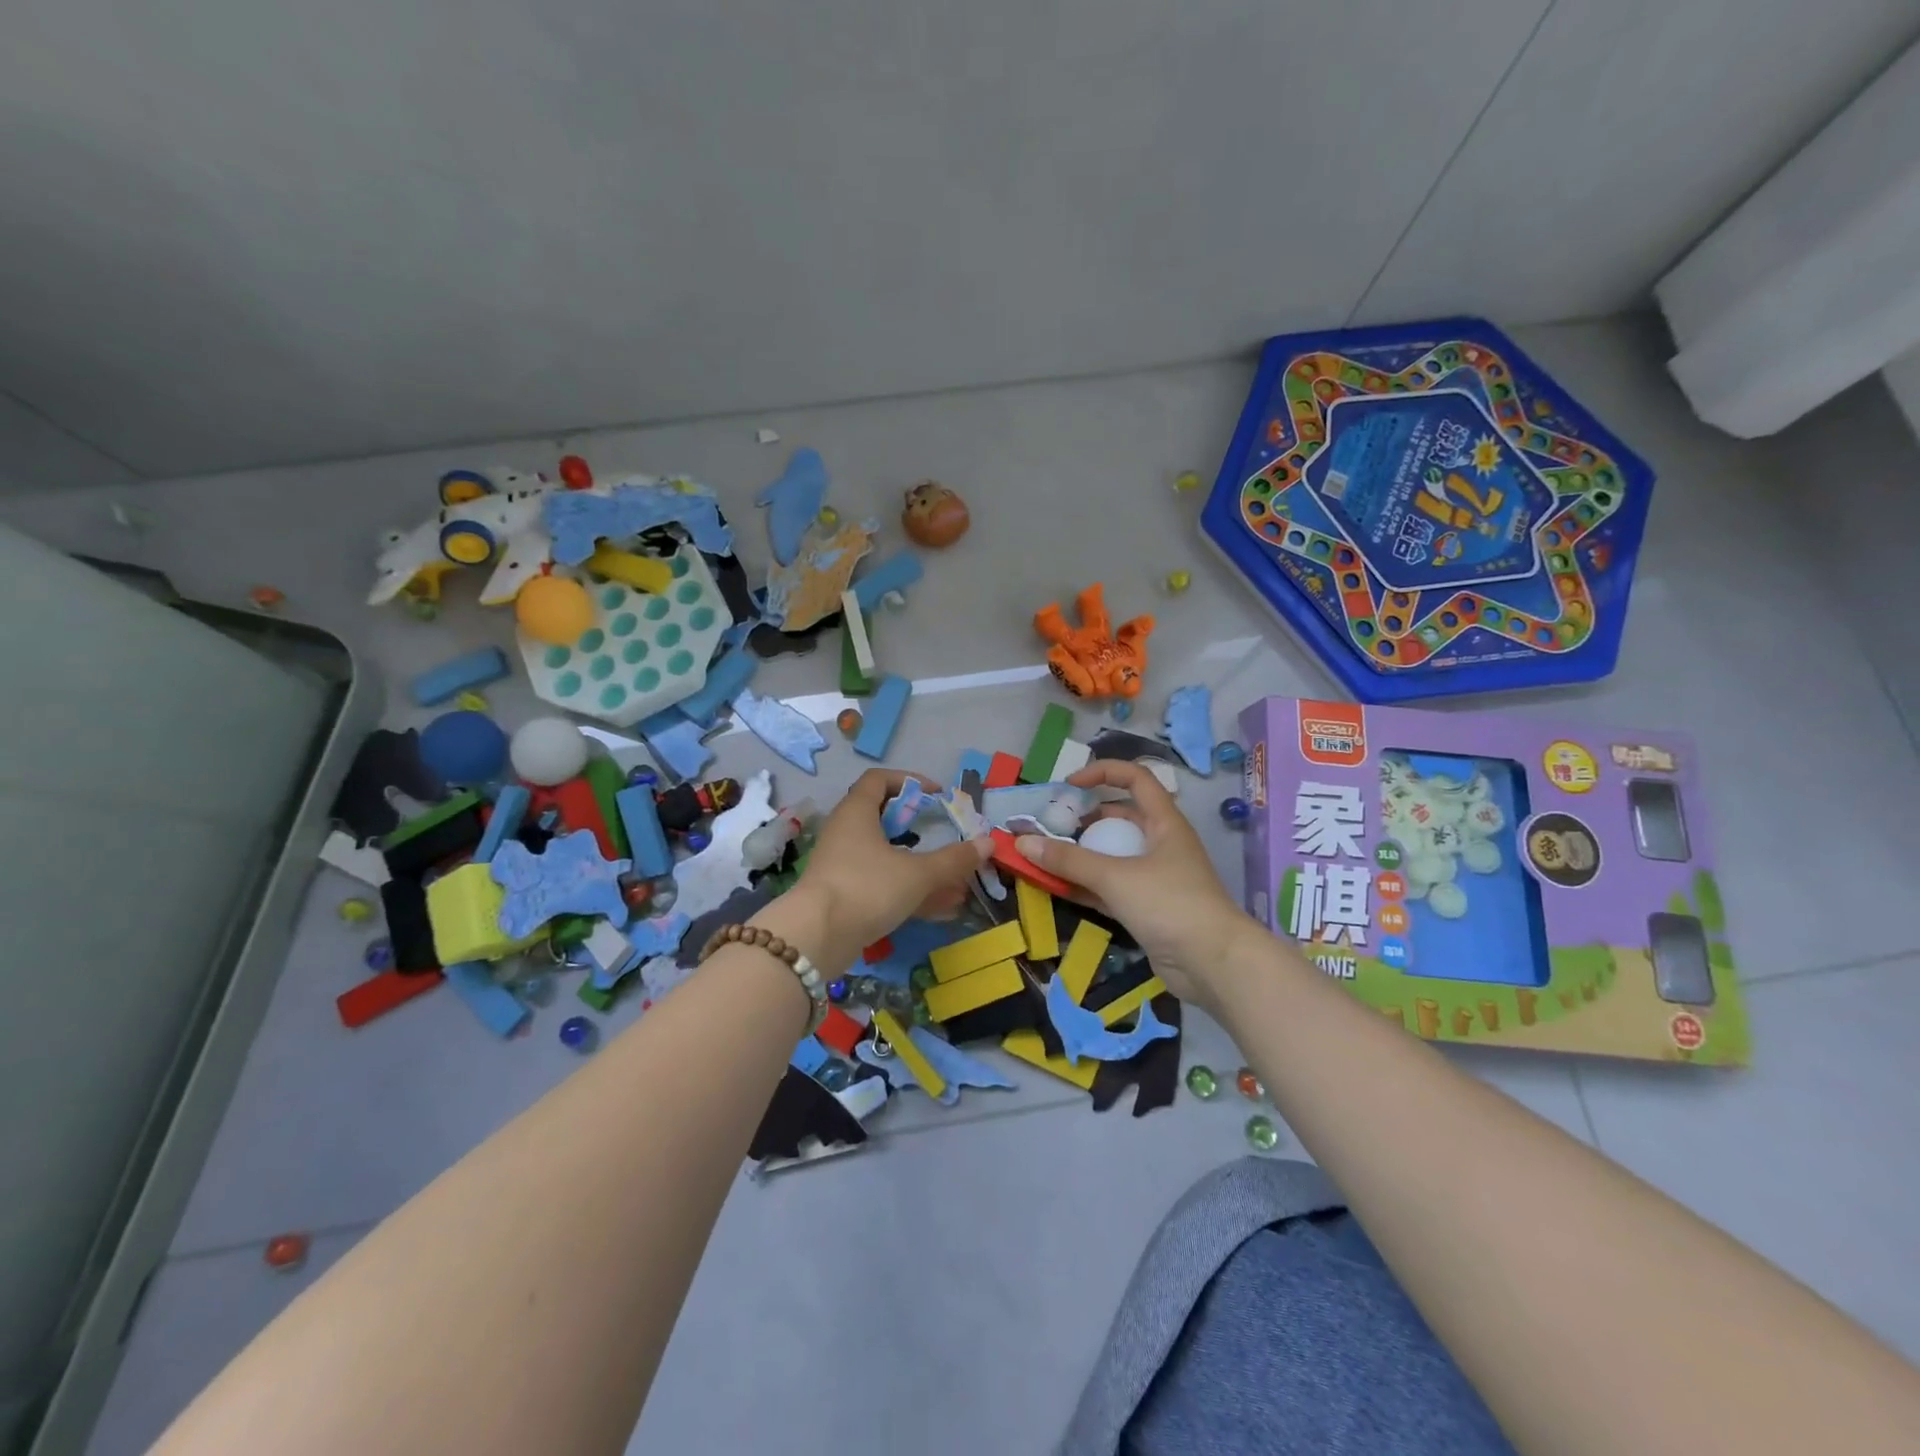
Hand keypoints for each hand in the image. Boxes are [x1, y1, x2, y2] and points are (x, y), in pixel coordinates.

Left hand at [780, 769, 991, 972]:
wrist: (815, 939)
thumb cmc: (867, 888)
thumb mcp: (918, 874)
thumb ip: (954, 860)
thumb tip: (988, 843)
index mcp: (857, 812)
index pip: (879, 780)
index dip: (909, 781)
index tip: (936, 796)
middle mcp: (846, 833)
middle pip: (884, 818)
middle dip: (919, 828)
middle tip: (943, 835)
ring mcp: (842, 866)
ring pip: (887, 857)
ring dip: (921, 867)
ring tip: (957, 882)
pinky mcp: (843, 896)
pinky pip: (882, 885)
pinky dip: (910, 891)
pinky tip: (942, 908)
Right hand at [1015, 760, 1260, 1009]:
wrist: (1213, 963)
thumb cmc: (1170, 904)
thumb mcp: (1115, 877)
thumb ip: (1068, 860)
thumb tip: (1022, 842)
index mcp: (1163, 822)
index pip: (1135, 779)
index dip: (1102, 773)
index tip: (1068, 786)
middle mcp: (1160, 844)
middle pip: (1118, 818)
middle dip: (1083, 819)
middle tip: (1049, 826)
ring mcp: (1154, 877)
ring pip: (1110, 855)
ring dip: (1080, 855)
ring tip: (1044, 856)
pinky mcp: (1146, 908)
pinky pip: (1109, 887)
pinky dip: (1084, 885)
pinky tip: (1056, 888)